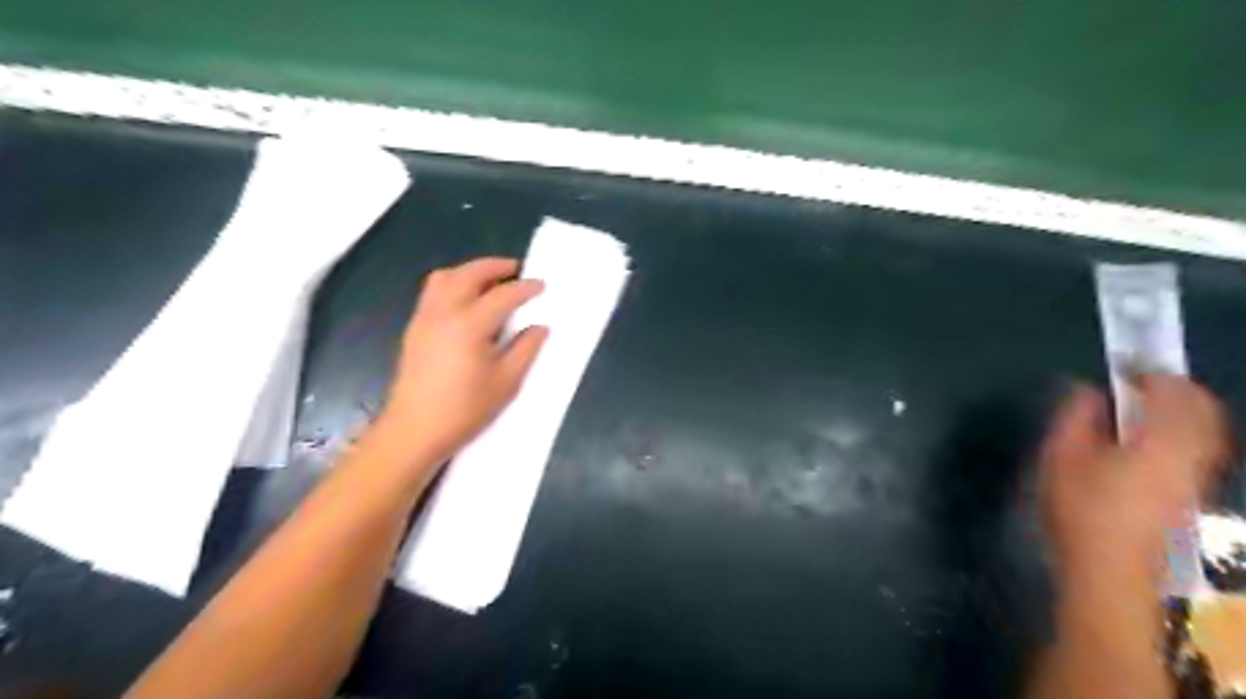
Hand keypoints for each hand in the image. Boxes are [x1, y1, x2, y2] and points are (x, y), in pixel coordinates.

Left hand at [377, 259, 546, 466]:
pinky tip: (467, 302)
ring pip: (445, 277)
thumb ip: (526, 349)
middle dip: (495, 266)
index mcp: (470, 324)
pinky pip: (433, 291)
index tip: (542, 285)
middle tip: (516, 270)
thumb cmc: (465, 409)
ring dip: (470, 271)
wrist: (414, 430)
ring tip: (490, 281)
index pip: (503, 295)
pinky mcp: (414, 328)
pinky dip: (454, 283)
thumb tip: (539, 327)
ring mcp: (424, 318)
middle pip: (469, 274)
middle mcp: (444, 312)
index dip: (525, 288)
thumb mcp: (506, 382)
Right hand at [1042, 376, 1224, 584]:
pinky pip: (1199, 447)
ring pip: (1206, 429)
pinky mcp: (1191, 495)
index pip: (1172, 393)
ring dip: (1180, 408)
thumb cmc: (1080, 510)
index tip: (1123, 363)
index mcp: (1161, 443)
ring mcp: (1196, 478)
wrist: (1109, 570)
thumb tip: (1088, 392)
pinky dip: (1182, 429)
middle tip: (1138, 378)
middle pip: (1202, 409)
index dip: (1150, 371)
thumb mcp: (1061, 457)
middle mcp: (1192, 456)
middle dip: (1175, 387)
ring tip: (1141, 404)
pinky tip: (1147, 437)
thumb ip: (1076, 418)